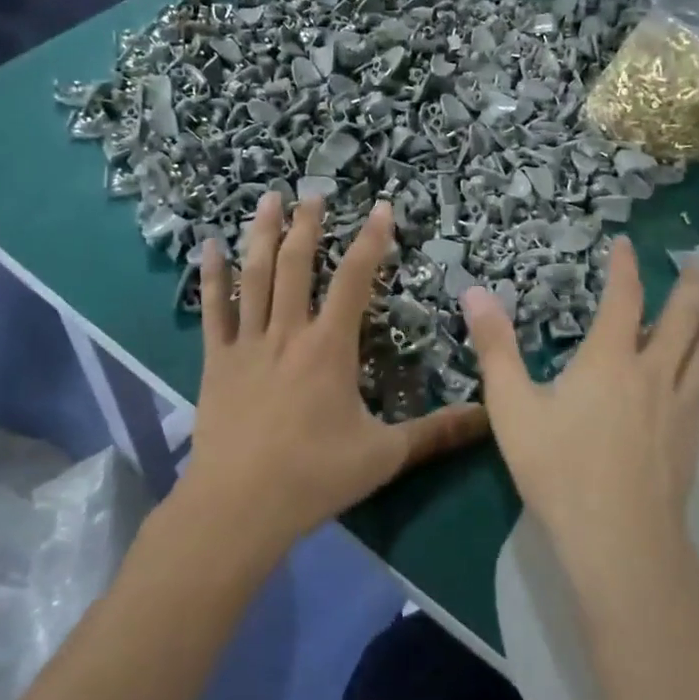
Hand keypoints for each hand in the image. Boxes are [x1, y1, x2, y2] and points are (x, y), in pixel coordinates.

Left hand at [182, 194, 489, 558]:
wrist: (238, 507)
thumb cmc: (314, 477)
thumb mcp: (384, 455)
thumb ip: (436, 433)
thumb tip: (489, 418)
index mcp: (329, 347)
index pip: (355, 280)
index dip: (370, 241)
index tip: (380, 207)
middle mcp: (288, 333)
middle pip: (298, 265)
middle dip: (308, 225)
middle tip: (313, 192)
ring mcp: (248, 344)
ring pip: (255, 276)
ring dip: (263, 235)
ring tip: (268, 199)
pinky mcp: (217, 361)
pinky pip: (213, 310)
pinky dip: (211, 277)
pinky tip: (209, 247)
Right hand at [461, 239, 698, 584]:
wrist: (620, 540)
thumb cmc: (559, 469)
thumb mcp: (512, 406)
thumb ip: (495, 346)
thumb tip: (474, 290)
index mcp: (610, 359)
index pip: (623, 298)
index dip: (625, 267)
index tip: (627, 244)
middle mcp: (652, 373)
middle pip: (682, 319)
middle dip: (689, 286)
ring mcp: (679, 407)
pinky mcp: (692, 439)